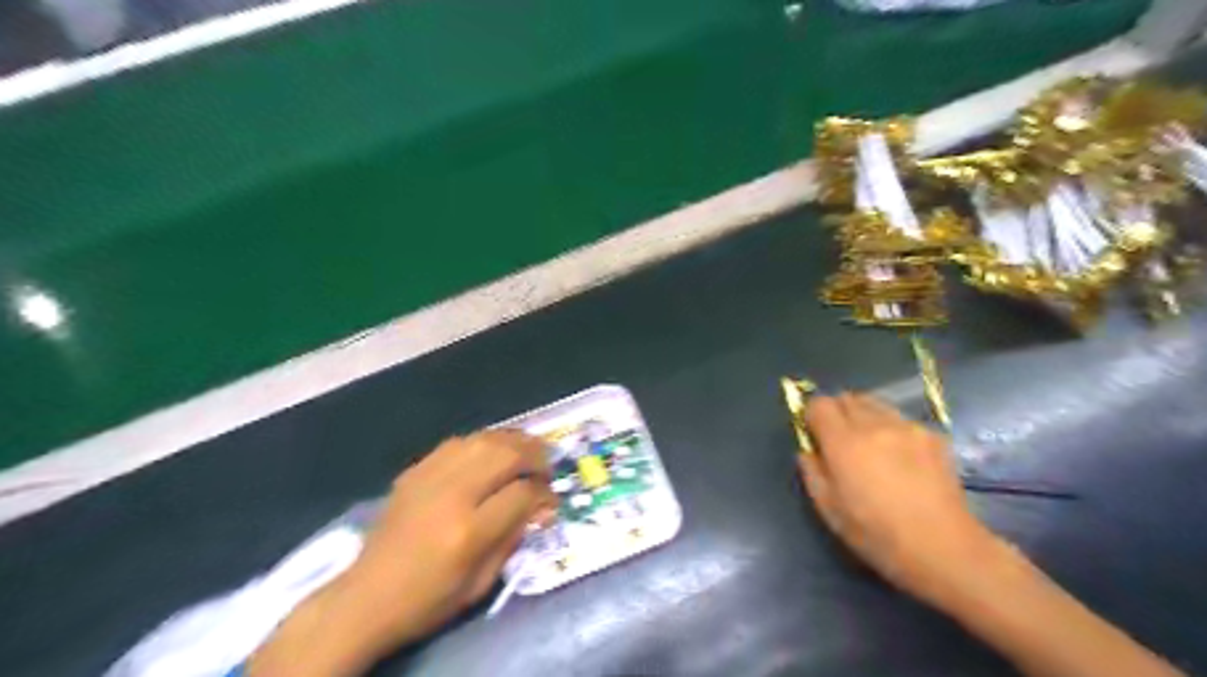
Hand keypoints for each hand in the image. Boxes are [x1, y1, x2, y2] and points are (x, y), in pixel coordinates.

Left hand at [252, 430, 561, 674]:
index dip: (544, 492)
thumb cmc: (429, 599)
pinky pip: (459, 442)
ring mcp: (430, 477)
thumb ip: (514, 537)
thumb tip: (541, 505)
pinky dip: (484, 442)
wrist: (366, 597)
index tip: (551, 498)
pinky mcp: (415, 470)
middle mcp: (451, 494)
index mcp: (469, 531)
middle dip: (535, 455)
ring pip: (484, 439)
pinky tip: (492, 451)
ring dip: (513, 441)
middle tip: (547, 466)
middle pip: (506, 453)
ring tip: (527, 451)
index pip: (522, 492)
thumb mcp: (481, 582)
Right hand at [799, 393, 1000, 604]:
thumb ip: (812, 472)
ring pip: (876, 404)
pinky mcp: (933, 437)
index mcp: (843, 442)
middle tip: (840, 441)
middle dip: (838, 413)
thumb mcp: (829, 509)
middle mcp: (874, 425)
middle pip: (847, 398)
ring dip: (865, 417)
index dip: (812, 416)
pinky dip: (892, 429)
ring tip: (870, 446)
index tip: (814, 434)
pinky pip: (901, 420)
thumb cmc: (877, 534)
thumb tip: (808, 451)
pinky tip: (900, 458)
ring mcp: (907, 427)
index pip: (819, 404)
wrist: (944, 548)